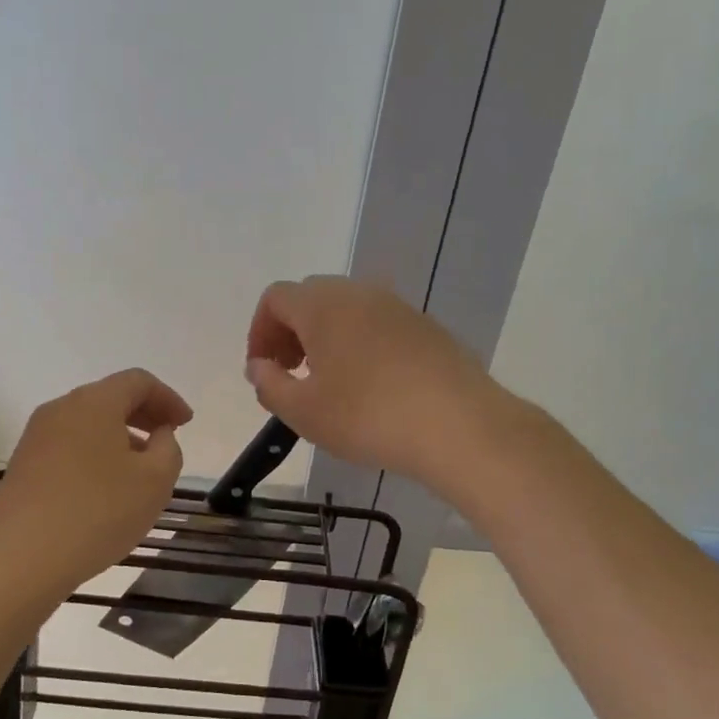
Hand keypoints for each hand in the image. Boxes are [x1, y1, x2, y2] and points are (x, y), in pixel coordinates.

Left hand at [0, 369, 191, 591]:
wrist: (22, 558)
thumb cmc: (99, 512)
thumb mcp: (155, 480)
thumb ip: (168, 448)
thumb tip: (159, 435)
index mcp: (94, 402)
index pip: (138, 381)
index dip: (168, 398)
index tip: (186, 424)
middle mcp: (60, 409)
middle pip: (110, 397)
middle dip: (144, 414)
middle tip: (167, 439)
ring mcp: (36, 437)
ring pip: (88, 423)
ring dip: (119, 436)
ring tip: (139, 469)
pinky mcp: (23, 465)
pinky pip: (69, 446)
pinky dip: (95, 454)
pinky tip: (105, 487)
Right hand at [245, 276, 500, 490]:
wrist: (459, 425)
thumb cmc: (368, 417)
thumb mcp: (303, 411)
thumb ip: (269, 384)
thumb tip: (259, 366)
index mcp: (323, 305)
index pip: (275, 298)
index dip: (259, 332)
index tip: (264, 371)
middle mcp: (360, 293)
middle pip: (311, 299)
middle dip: (291, 333)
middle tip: (292, 375)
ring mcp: (398, 307)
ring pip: (348, 311)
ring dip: (327, 339)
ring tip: (331, 384)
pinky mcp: (427, 328)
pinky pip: (379, 326)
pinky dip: (361, 346)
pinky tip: (372, 388)